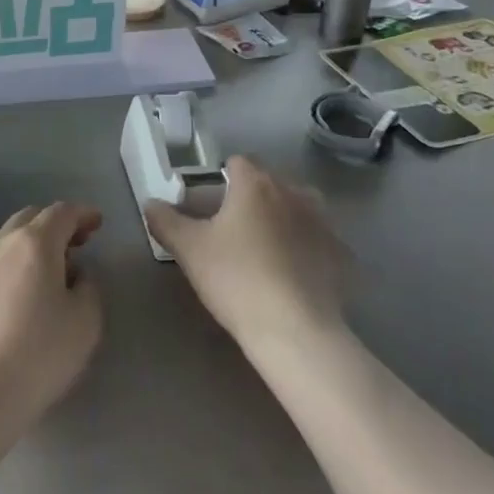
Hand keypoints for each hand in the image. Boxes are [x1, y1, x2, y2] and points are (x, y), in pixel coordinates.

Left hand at [0, 203, 102, 431]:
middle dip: (56, 225)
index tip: (97, 222)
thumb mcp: (86, 320)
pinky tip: (25, 294)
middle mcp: (1, 244)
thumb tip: (74, 276)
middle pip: (31, 219)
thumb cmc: (39, 352)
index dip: (83, 214)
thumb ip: (88, 287)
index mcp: (34, 243)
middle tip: (77, 243)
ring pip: (9, 240)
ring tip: (53, 272)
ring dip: (33, 245)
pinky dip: (15, 265)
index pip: (61, 212)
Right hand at [144, 156, 350, 356]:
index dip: (221, 178)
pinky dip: (307, 248)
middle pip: (270, 182)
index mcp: (256, 186)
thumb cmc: (236, 280)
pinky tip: (294, 274)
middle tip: (231, 230)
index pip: (237, 162)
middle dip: (251, 197)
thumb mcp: (189, 250)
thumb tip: (151, 203)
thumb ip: (165, 221)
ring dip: (283, 217)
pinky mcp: (342, 255)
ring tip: (265, 248)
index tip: (209, 205)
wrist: (296, 331)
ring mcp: (324, 223)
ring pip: (299, 207)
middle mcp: (294, 194)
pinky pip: (319, 240)